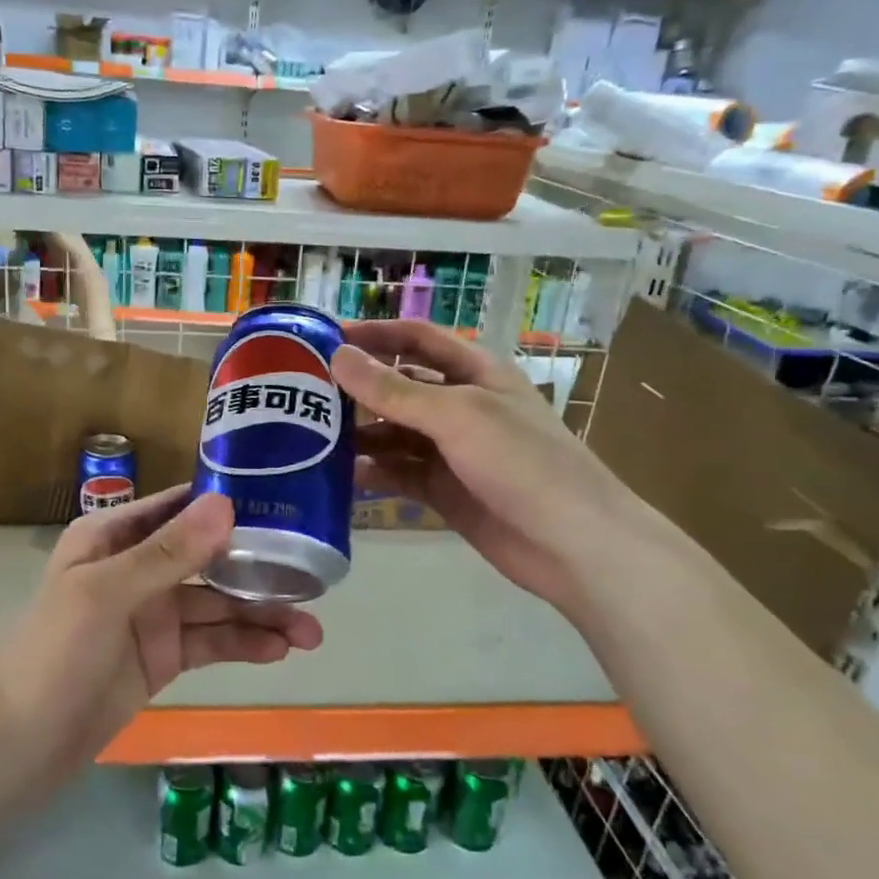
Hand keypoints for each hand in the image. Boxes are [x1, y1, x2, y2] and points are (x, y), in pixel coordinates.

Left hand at [0, 486, 322, 770]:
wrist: (19, 745)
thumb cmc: (54, 651)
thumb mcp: (107, 592)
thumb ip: (168, 552)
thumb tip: (226, 503)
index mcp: (113, 536)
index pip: (179, 507)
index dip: (227, 504)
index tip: (283, 505)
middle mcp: (137, 567)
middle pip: (208, 558)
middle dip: (257, 568)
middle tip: (312, 578)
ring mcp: (152, 614)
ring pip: (216, 605)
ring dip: (261, 615)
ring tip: (312, 632)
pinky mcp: (163, 657)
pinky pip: (211, 642)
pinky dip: (244, 645)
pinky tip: (281, 650)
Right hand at [331, 319, 678, 621]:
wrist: (574, 544)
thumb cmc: (523, 463)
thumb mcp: (457, 416)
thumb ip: (395, 390)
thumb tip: (338, 356)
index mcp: (474, 372)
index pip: (416, 338)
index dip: (374, 333)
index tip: (324, 337)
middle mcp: (459, 405)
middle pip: (399, 386)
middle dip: (357, 387)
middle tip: (303, 393)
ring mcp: (451, 450)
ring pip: (394, 432)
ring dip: (359, 433)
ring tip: (310, 436)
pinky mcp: (444, 490)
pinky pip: (398, 473)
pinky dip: (372, 472)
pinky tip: (339, 477)